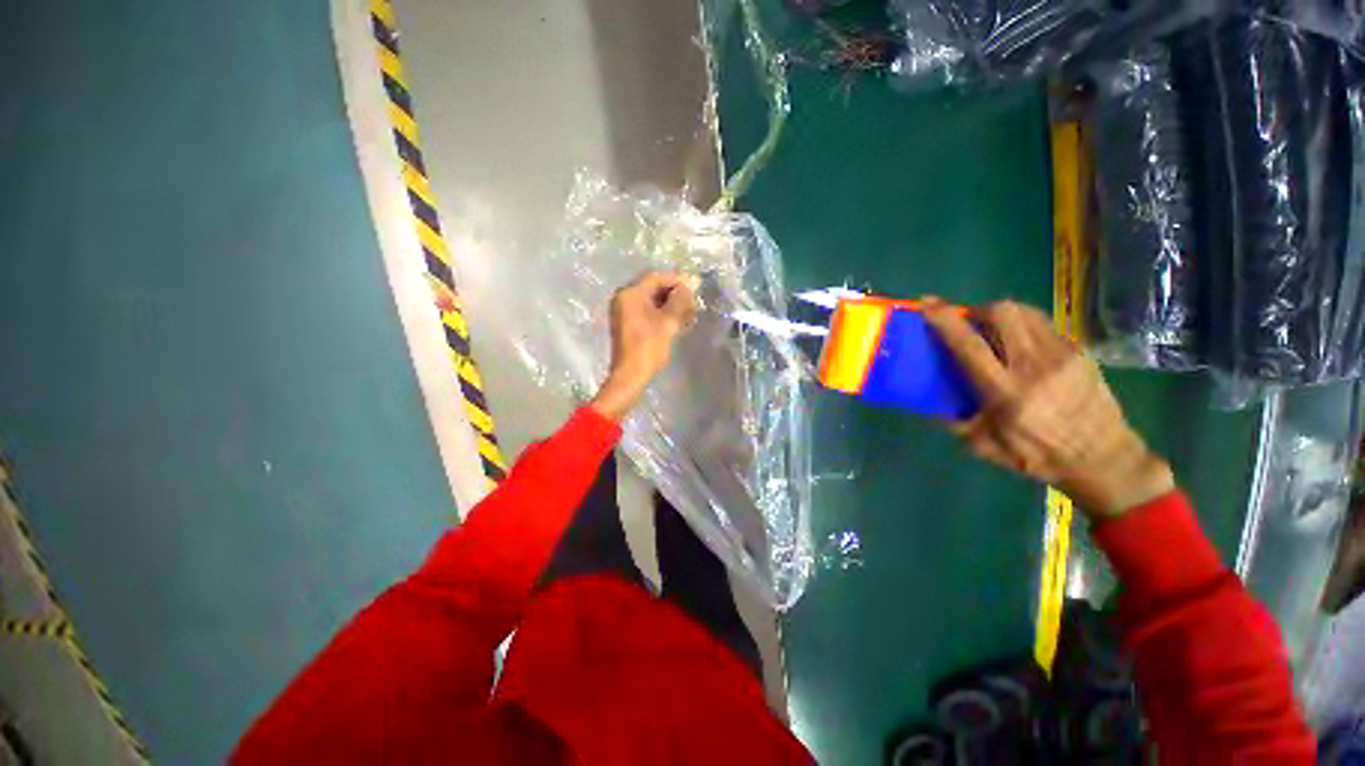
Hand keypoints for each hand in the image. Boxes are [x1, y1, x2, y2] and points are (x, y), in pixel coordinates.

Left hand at [589, 271, 697, 420]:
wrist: (631, 375)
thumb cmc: (648, 347)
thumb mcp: (668, 322)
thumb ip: (680, 300)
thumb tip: (691, 283)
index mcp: (630, 294)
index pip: (656, 278)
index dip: (677, 280)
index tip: (695, 287)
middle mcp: (624, 299)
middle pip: (653, 288)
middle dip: (675, 293)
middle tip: (694, 302)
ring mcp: (625, 312)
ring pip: (652, 300)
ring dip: (671, 304)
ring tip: (689, 313)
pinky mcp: (629, 324)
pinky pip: (648, 311)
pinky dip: (663, 313)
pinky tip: (678, 321)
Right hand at [922, 298, 1174, 517]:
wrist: (1104, 458)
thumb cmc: (1038, 455)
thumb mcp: (984, 446)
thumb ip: (956, 421)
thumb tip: (932, 401)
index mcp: (1005, 393)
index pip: (969, 345)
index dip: (945, 320)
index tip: (927, 304)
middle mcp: (1034, 366)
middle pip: (1002, 314)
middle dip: (977, 311)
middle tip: (967, 323)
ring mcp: (1062, 354)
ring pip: (1025, 312)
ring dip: (1000, 314)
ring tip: (993, 329)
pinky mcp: (1079, 351)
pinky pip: (1043, 323)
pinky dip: (1023, 325)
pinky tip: (1020, 343)